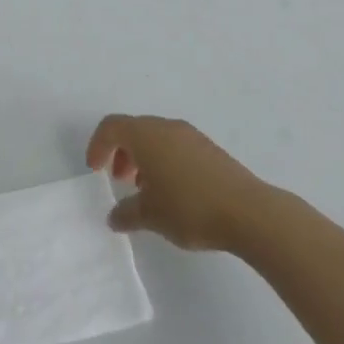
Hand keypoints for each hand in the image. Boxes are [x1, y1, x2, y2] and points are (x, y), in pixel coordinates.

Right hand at [86, 115, 263, 251]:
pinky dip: (163, 161)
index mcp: (146, 135)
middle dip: (120, 152)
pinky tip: (172, 191)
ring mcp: (190, 135)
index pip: (111, 126)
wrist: (248, 211)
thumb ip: (126, 214)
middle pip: (133, 129)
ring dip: (143, 158)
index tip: (95, 170)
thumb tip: (114, 216)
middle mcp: (166, 127)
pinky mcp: (209, 149)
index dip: (98, 145)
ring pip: (156, 137)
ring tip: (145, 190)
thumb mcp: (150, 216)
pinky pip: (175, 146)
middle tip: (118, 180)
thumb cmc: (189, 208)